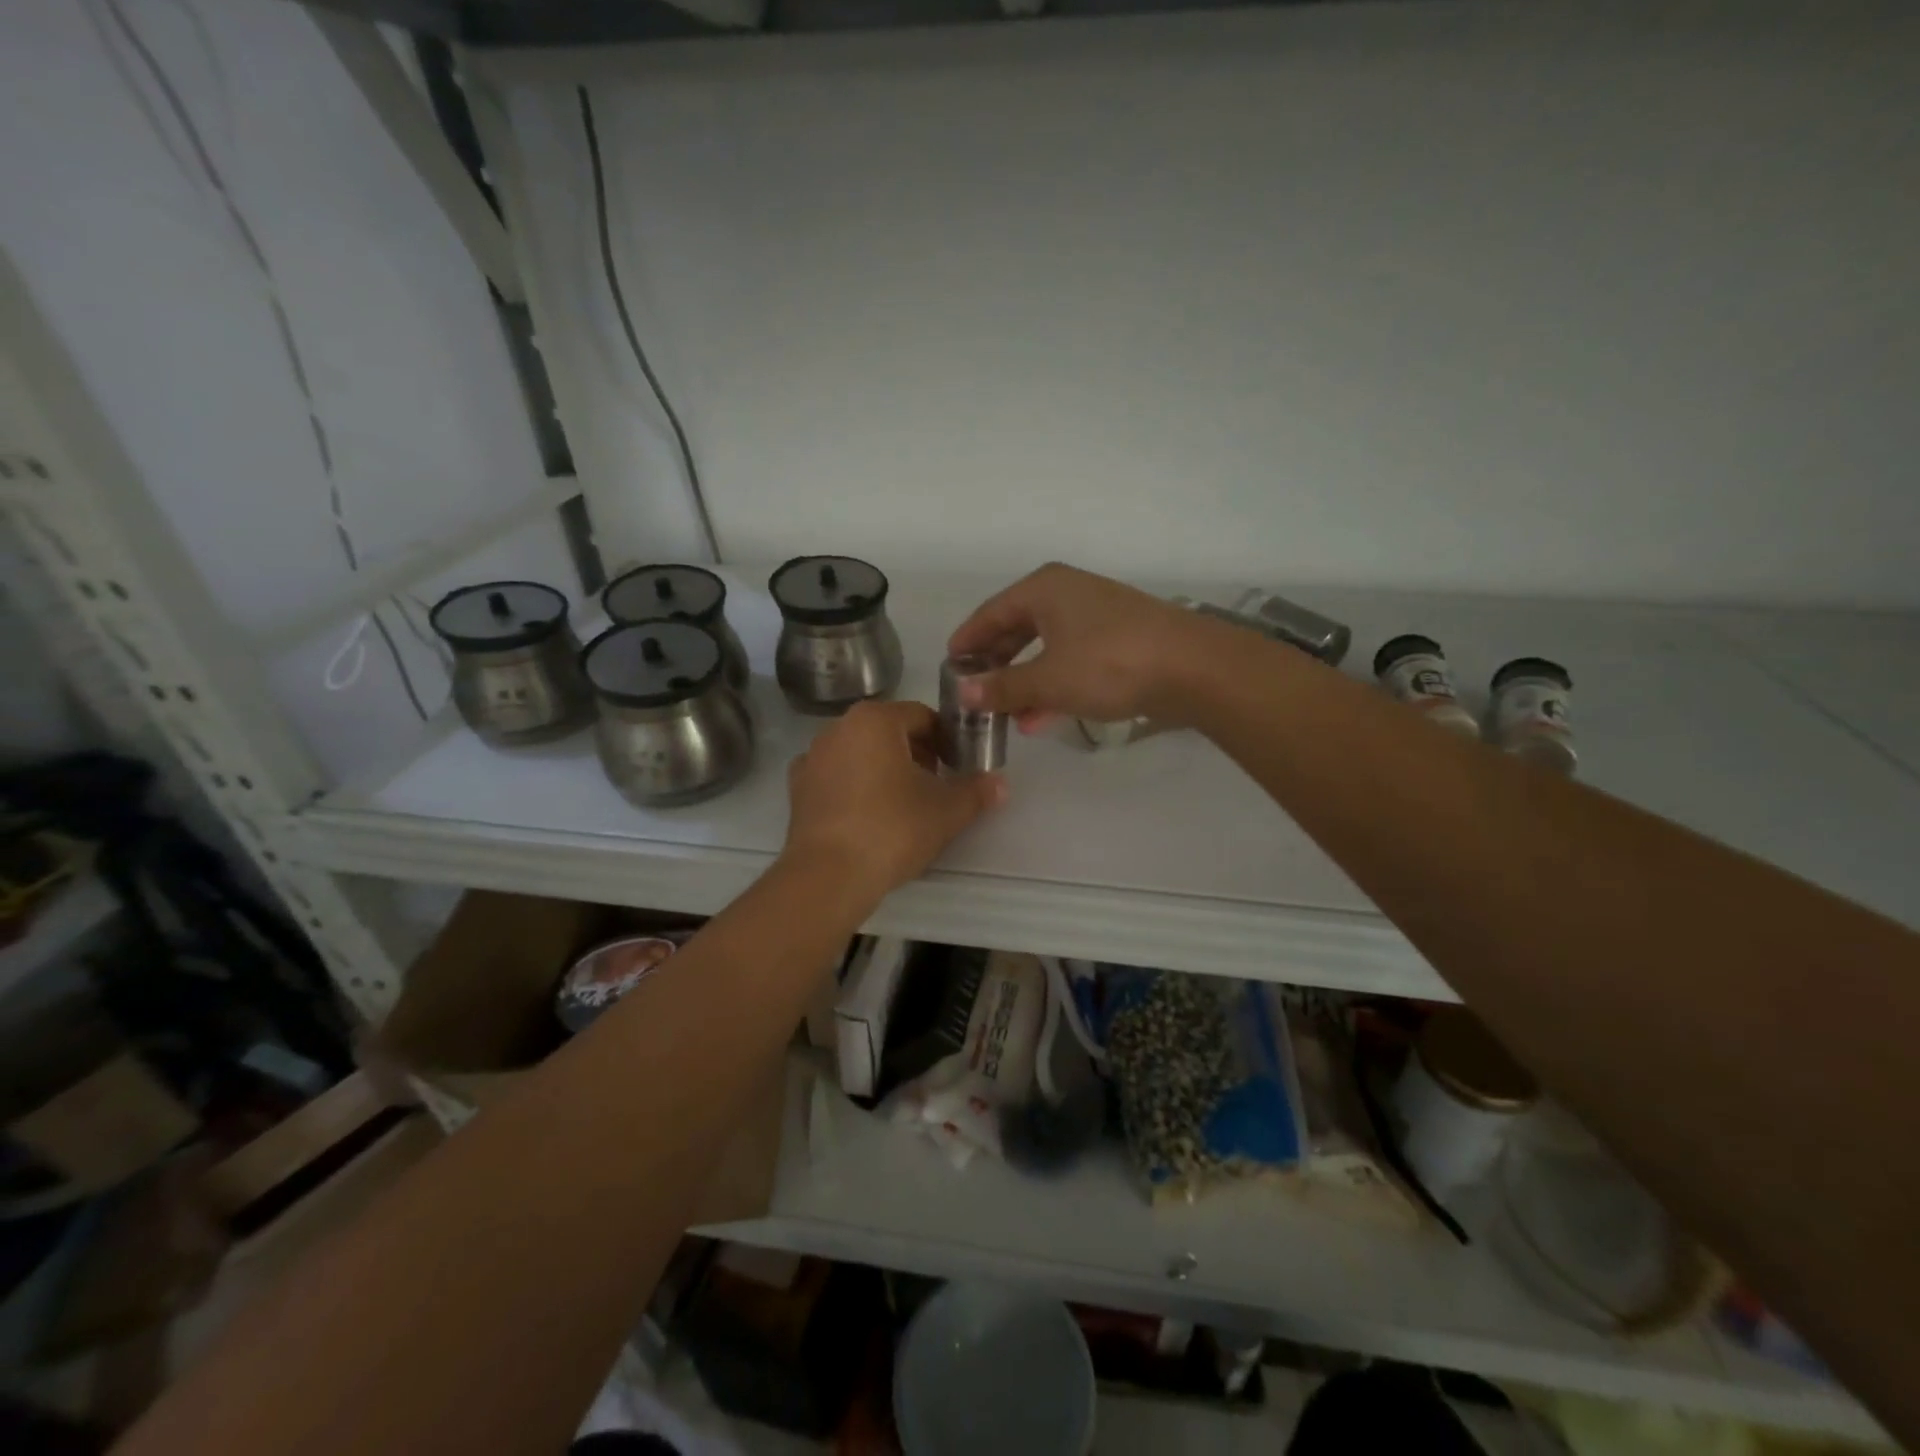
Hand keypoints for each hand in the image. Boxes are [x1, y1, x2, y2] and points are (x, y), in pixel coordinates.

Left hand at [781, 700, 1004, 902]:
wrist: (829, 875)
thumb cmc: (892, 829)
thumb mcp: (946, 810)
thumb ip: (976, 791)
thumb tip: (1000, 784)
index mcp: (875, 720)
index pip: (922, 716)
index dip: (947, 738)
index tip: (959, 765)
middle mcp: (838, 728)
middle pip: (889, 731)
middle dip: (917, 753)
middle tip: (937, 786)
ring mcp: (812, 758)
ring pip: (861, 753)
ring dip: (885, 769)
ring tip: (904, 804)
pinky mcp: (798, 790)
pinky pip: (837, 777)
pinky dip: (855, 787)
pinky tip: (869, 816)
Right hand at [946, 563, 1205, 728]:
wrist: (1192, 667)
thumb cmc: (1109, 664)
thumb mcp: (1048, 679)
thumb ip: (1003, 687)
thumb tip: (963, 692)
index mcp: (1043, 590)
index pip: (990, 613)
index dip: (968, 641)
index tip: (949, 666)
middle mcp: (1067, 594)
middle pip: (1017, 628)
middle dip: (997, 665)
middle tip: (976, 692)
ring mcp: (1096, 615)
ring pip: (1045, 647)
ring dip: (1025, 681)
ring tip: (1008, 716)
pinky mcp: (1119, 638)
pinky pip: (1071, 658)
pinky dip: (1054, 683)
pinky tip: (1044, 717)